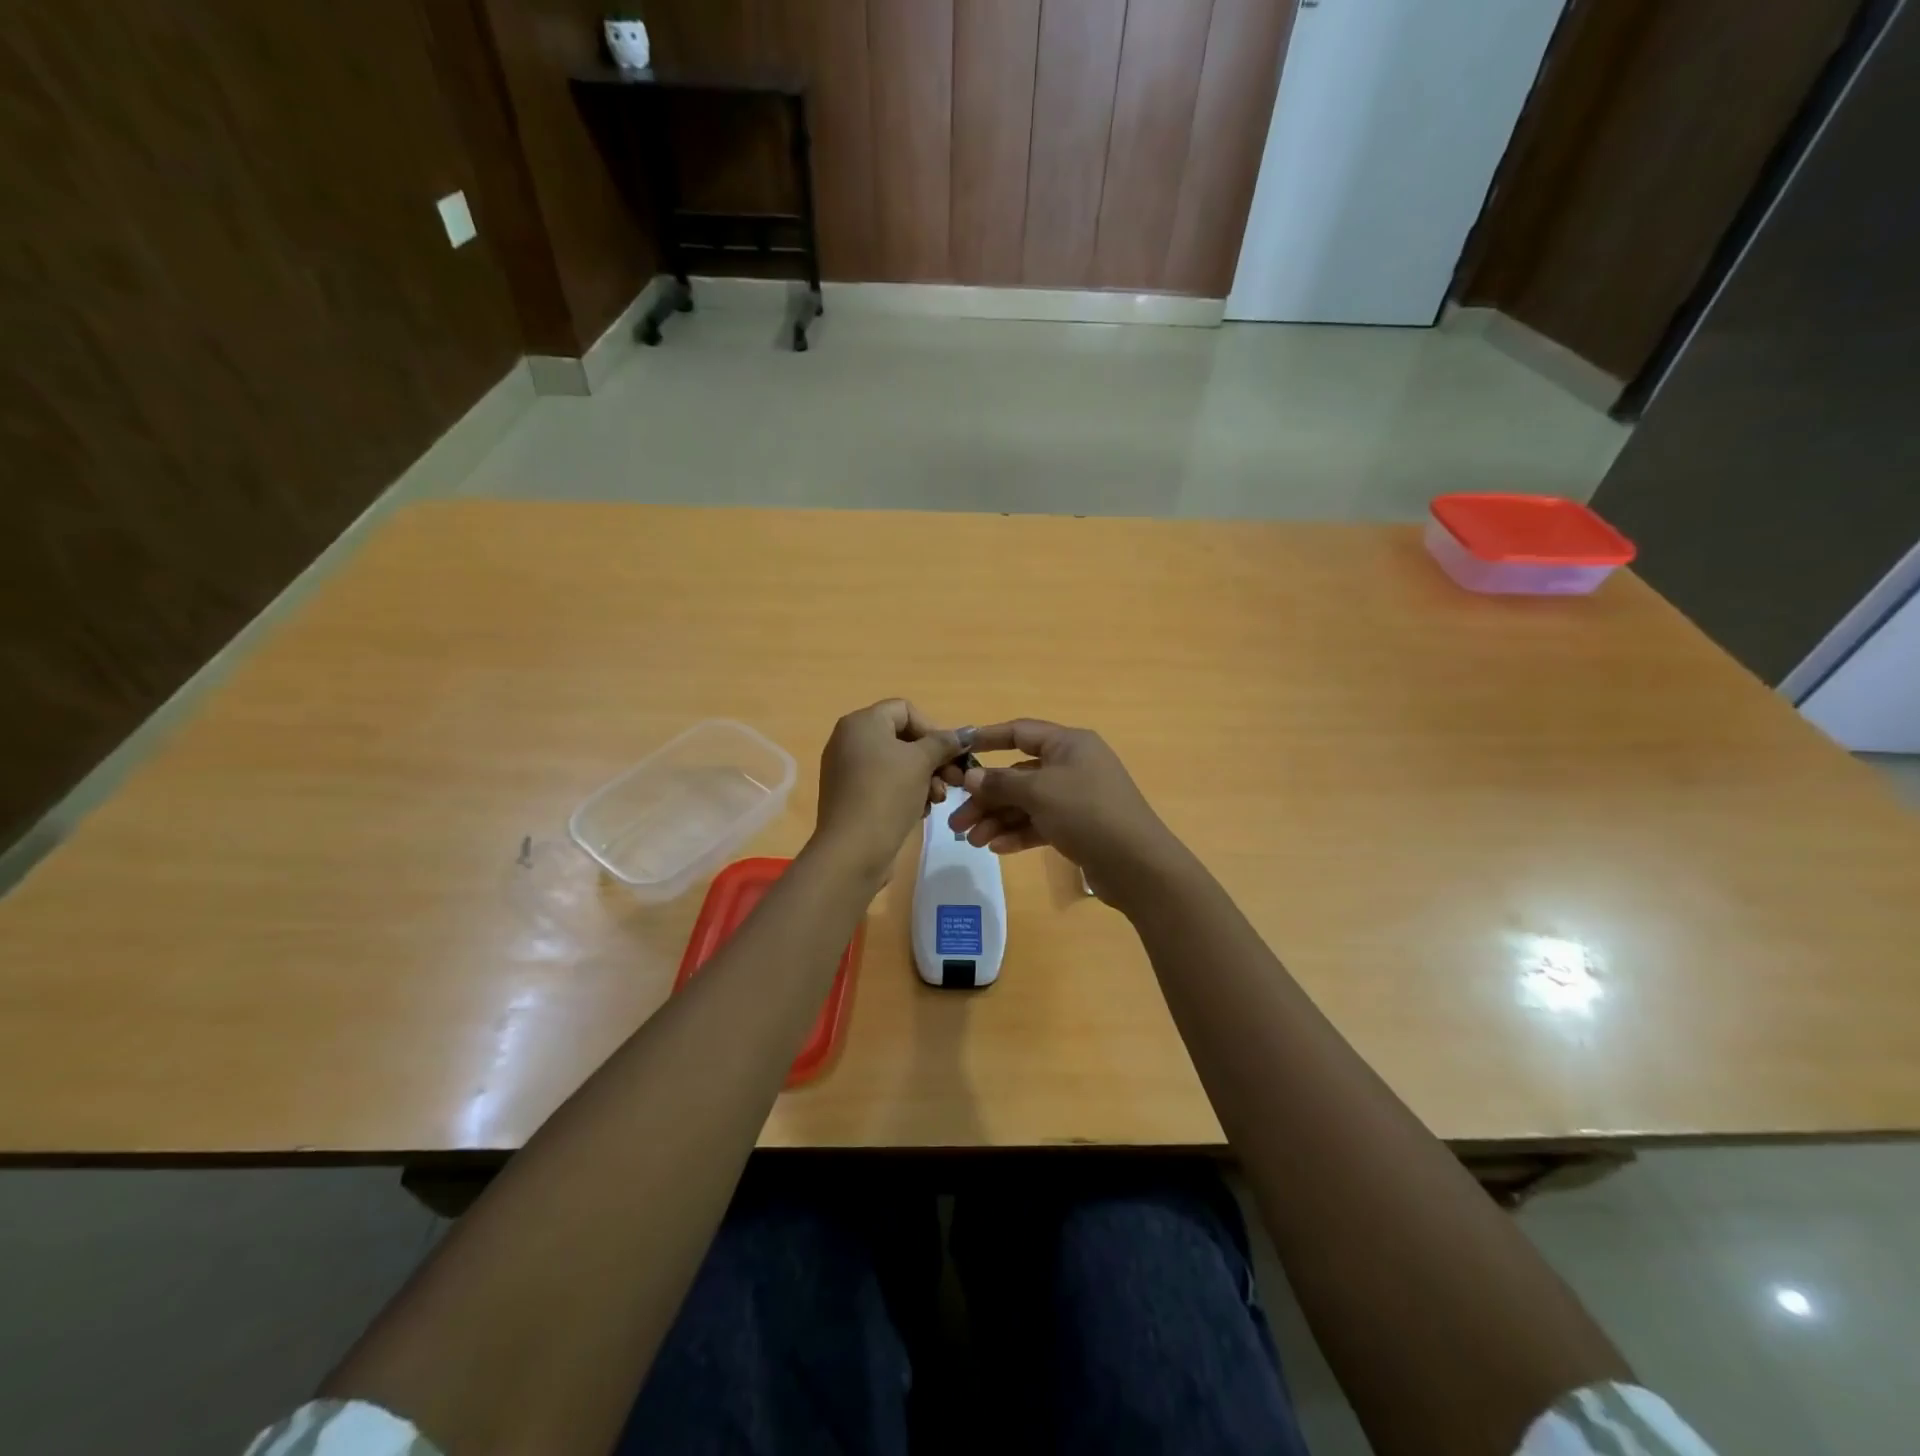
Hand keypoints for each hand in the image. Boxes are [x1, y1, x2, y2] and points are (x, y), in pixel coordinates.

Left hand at [813, 699, 962, 875]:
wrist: (853, 850)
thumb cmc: (887, 794)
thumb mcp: (922, 763)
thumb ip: (944, 742)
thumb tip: (967, 732)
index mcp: (861, 723)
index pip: (905, 710)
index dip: (932, 728)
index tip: (949, 754)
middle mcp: (849, 740)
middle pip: (901, 738)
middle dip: (932, 758)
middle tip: (954, 781)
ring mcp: (846, 769)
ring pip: (895, 763)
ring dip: (923, 778)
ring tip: (936, 801)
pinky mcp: (849, 795)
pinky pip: (883, 783)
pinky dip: (904, 792)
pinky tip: (919, 811)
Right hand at [947, 719, 1185, 905]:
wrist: (1136, 864)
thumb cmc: (1086, 812)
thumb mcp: (1038, 792)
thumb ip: (1000, 783)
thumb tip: (970, 777)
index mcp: (1068, 744)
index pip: (1020, 733)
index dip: (987, 739)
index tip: (957, 751)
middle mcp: (1072, 765)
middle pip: (1018, 775)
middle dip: (986, 797)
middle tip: (956, 821)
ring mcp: (1076, 797)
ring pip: (1027, 803)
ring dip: (998, 819)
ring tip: (973, 841)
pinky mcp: (1079, 827)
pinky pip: (1040, 824)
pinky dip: (1018, 833)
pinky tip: (997, 848)